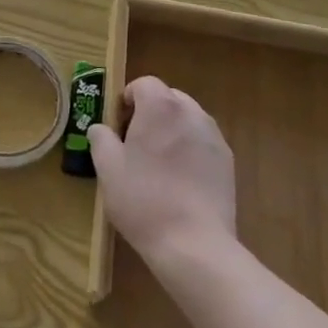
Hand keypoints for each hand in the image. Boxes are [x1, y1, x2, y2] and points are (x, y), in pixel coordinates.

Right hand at [89, 75, 235, 269]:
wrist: (194, 244)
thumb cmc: (143, 199)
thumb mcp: (107, 168)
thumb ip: (100, 138)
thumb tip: (101, 128)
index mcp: (160, 106)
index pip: (143, 83)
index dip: (127, 100)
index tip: (118, 126)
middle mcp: (191, 112)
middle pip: (167, 98)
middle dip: (150, 113)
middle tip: (135, 144)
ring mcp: (213, 136)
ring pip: (187, 119)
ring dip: (171, 130)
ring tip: (159, 164)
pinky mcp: (227, 161)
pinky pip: (202, 142)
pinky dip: (190, 150)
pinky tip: (180, 181)